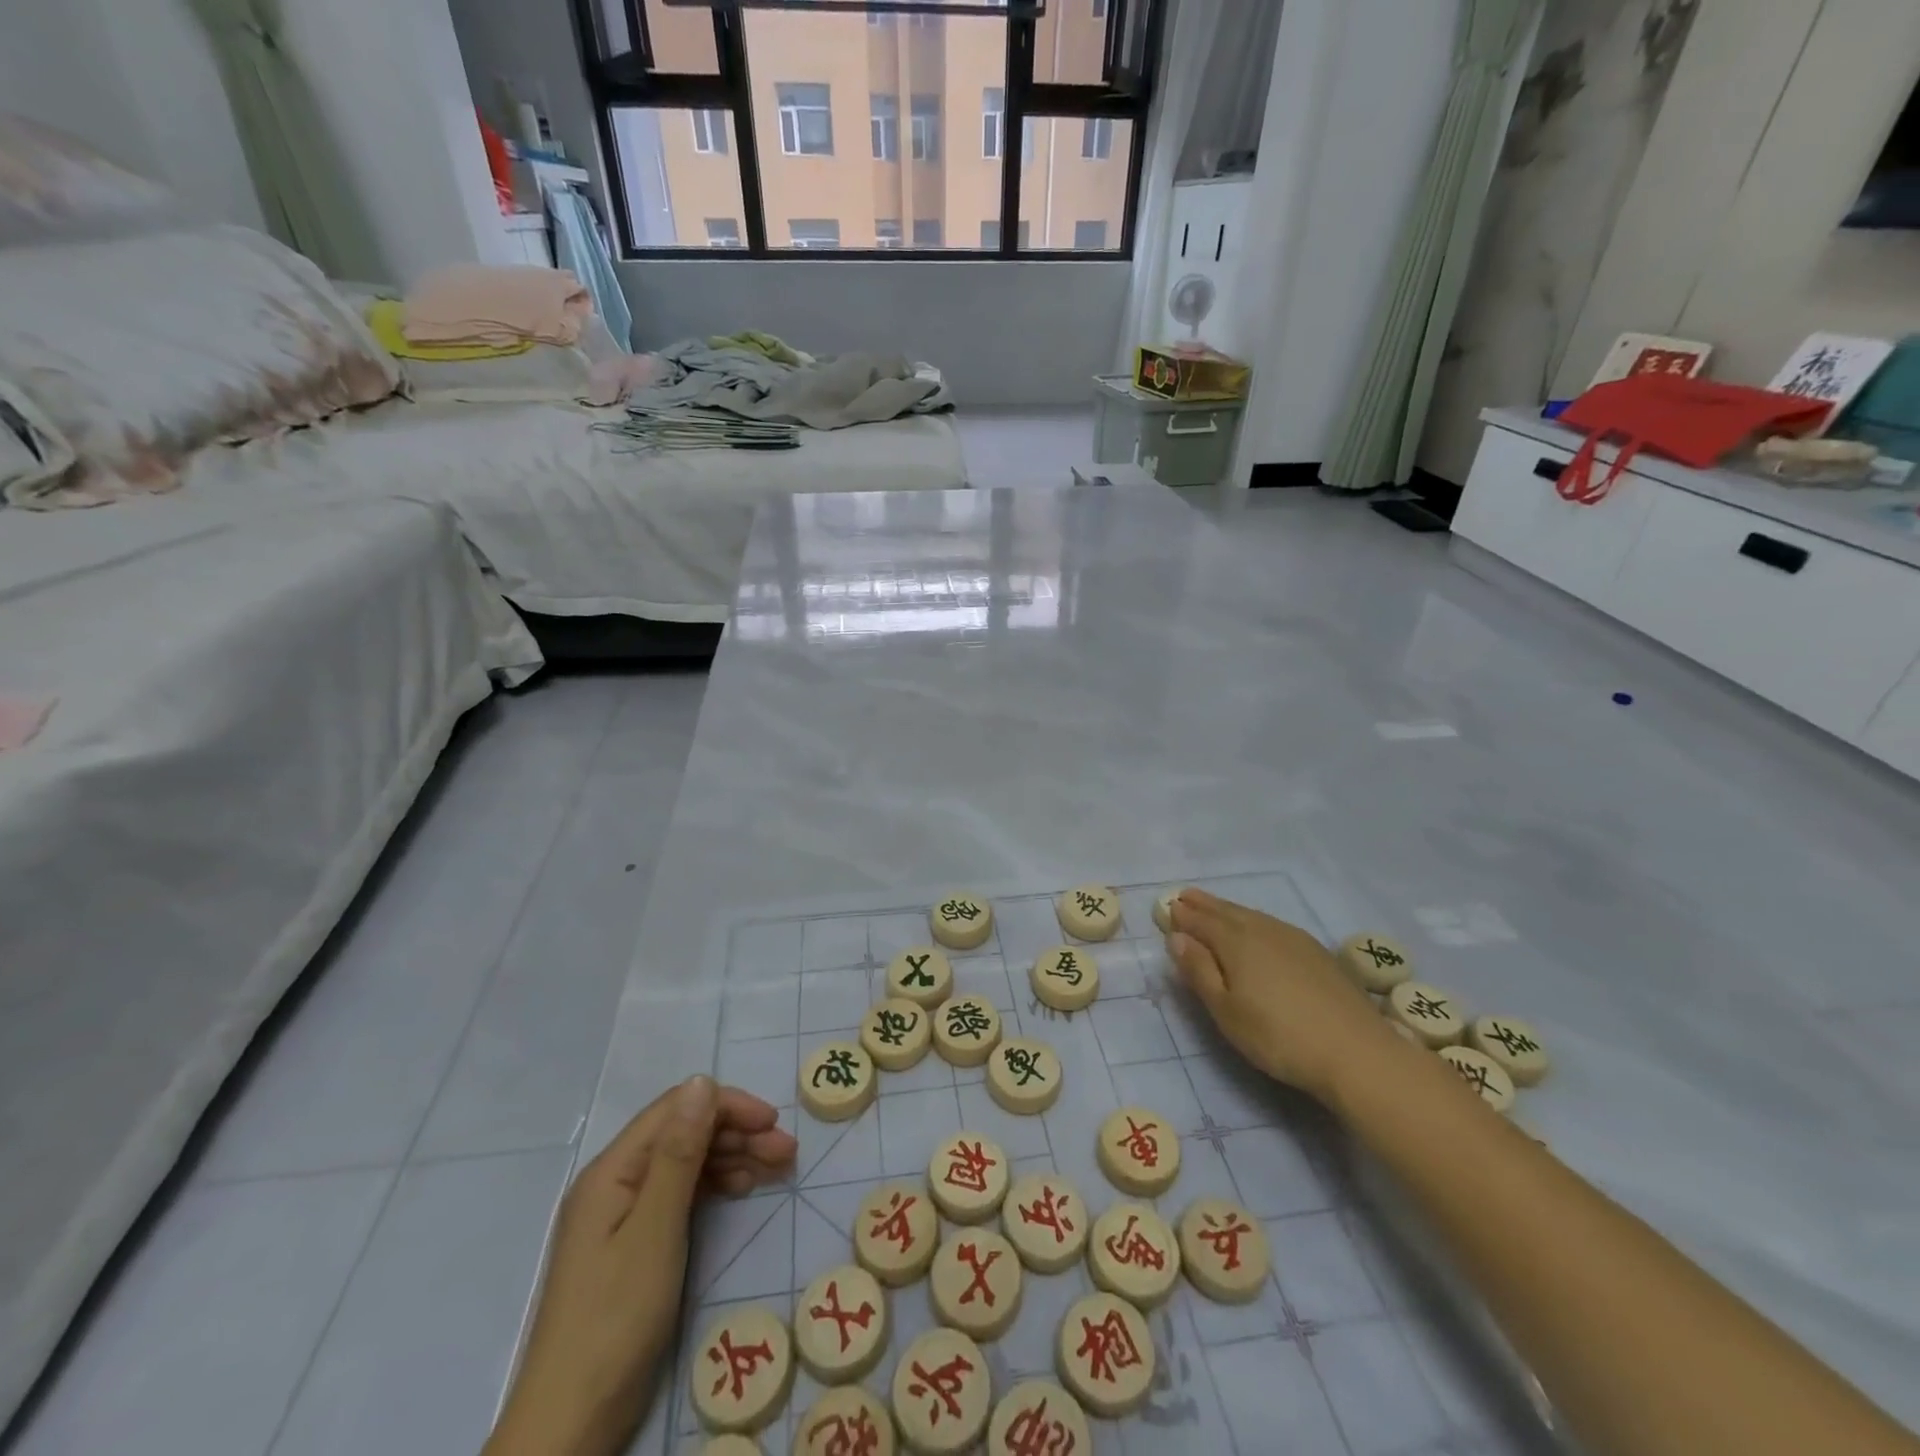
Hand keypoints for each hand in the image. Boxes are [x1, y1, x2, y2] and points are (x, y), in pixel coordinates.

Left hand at [486, 1077, 796, 1455]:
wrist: (571, 1423)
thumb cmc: (615, 1319)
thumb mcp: (656, 1229)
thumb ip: (679, 1152)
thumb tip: (700, 1081)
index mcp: (613, 1170)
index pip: (675, 1110)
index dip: (727, 1106)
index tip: (773, 1123)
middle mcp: (616, 1181)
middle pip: (683, 1134)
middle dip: (737, 1133)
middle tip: (787, 1153)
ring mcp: (623, 1214)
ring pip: (686, 1162)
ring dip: (731, 1157)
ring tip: (776, 1169)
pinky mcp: (634, 1244)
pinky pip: (680, 1194)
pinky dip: (714, 1186)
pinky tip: (742, 1191)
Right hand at [1166, 888, 1394, 1103]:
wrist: (1357, 1053)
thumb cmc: (1278, 1037)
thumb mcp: (1226, 1011)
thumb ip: (1199, 971)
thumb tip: (1177, 937)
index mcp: (1235, 942)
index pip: (1201, 922)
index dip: (1183, 916)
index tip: (1168, 907)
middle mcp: (1263, 930)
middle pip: (1226, 912)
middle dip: (1204, 905)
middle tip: (1185, 896)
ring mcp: (1294, 939)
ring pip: (1252, 916)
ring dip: (1228, 909)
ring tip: (1214, 907)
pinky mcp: (1317, 952)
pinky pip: (1273, 925)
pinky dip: (1254, 920)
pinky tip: (1258, 928)